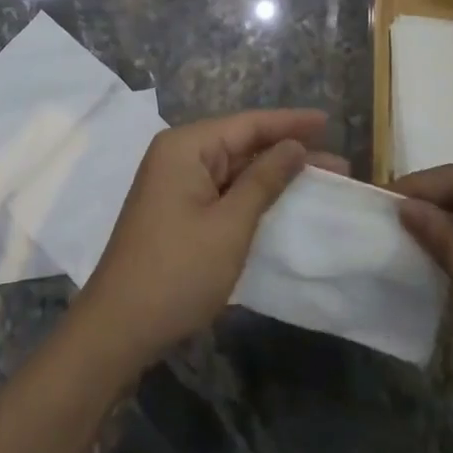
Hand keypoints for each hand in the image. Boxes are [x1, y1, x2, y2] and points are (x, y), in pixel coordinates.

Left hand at [73, 109, 344, 373]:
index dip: (291, 122)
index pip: (248, 124)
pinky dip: (252, 194)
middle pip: (241, 143)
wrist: (116, 331)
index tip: (328, 121)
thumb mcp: (230, 225)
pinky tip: (280, 200)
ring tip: (318, 177)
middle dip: (288, 151)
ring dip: (273, 174)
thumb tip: (294, 146)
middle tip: (336, 161)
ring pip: (233, 168)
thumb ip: (264, 180)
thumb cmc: (177, 272)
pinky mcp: (176, 211)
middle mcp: (178, 156)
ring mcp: (174, 184)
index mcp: (186, 146)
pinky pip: (221, 190)